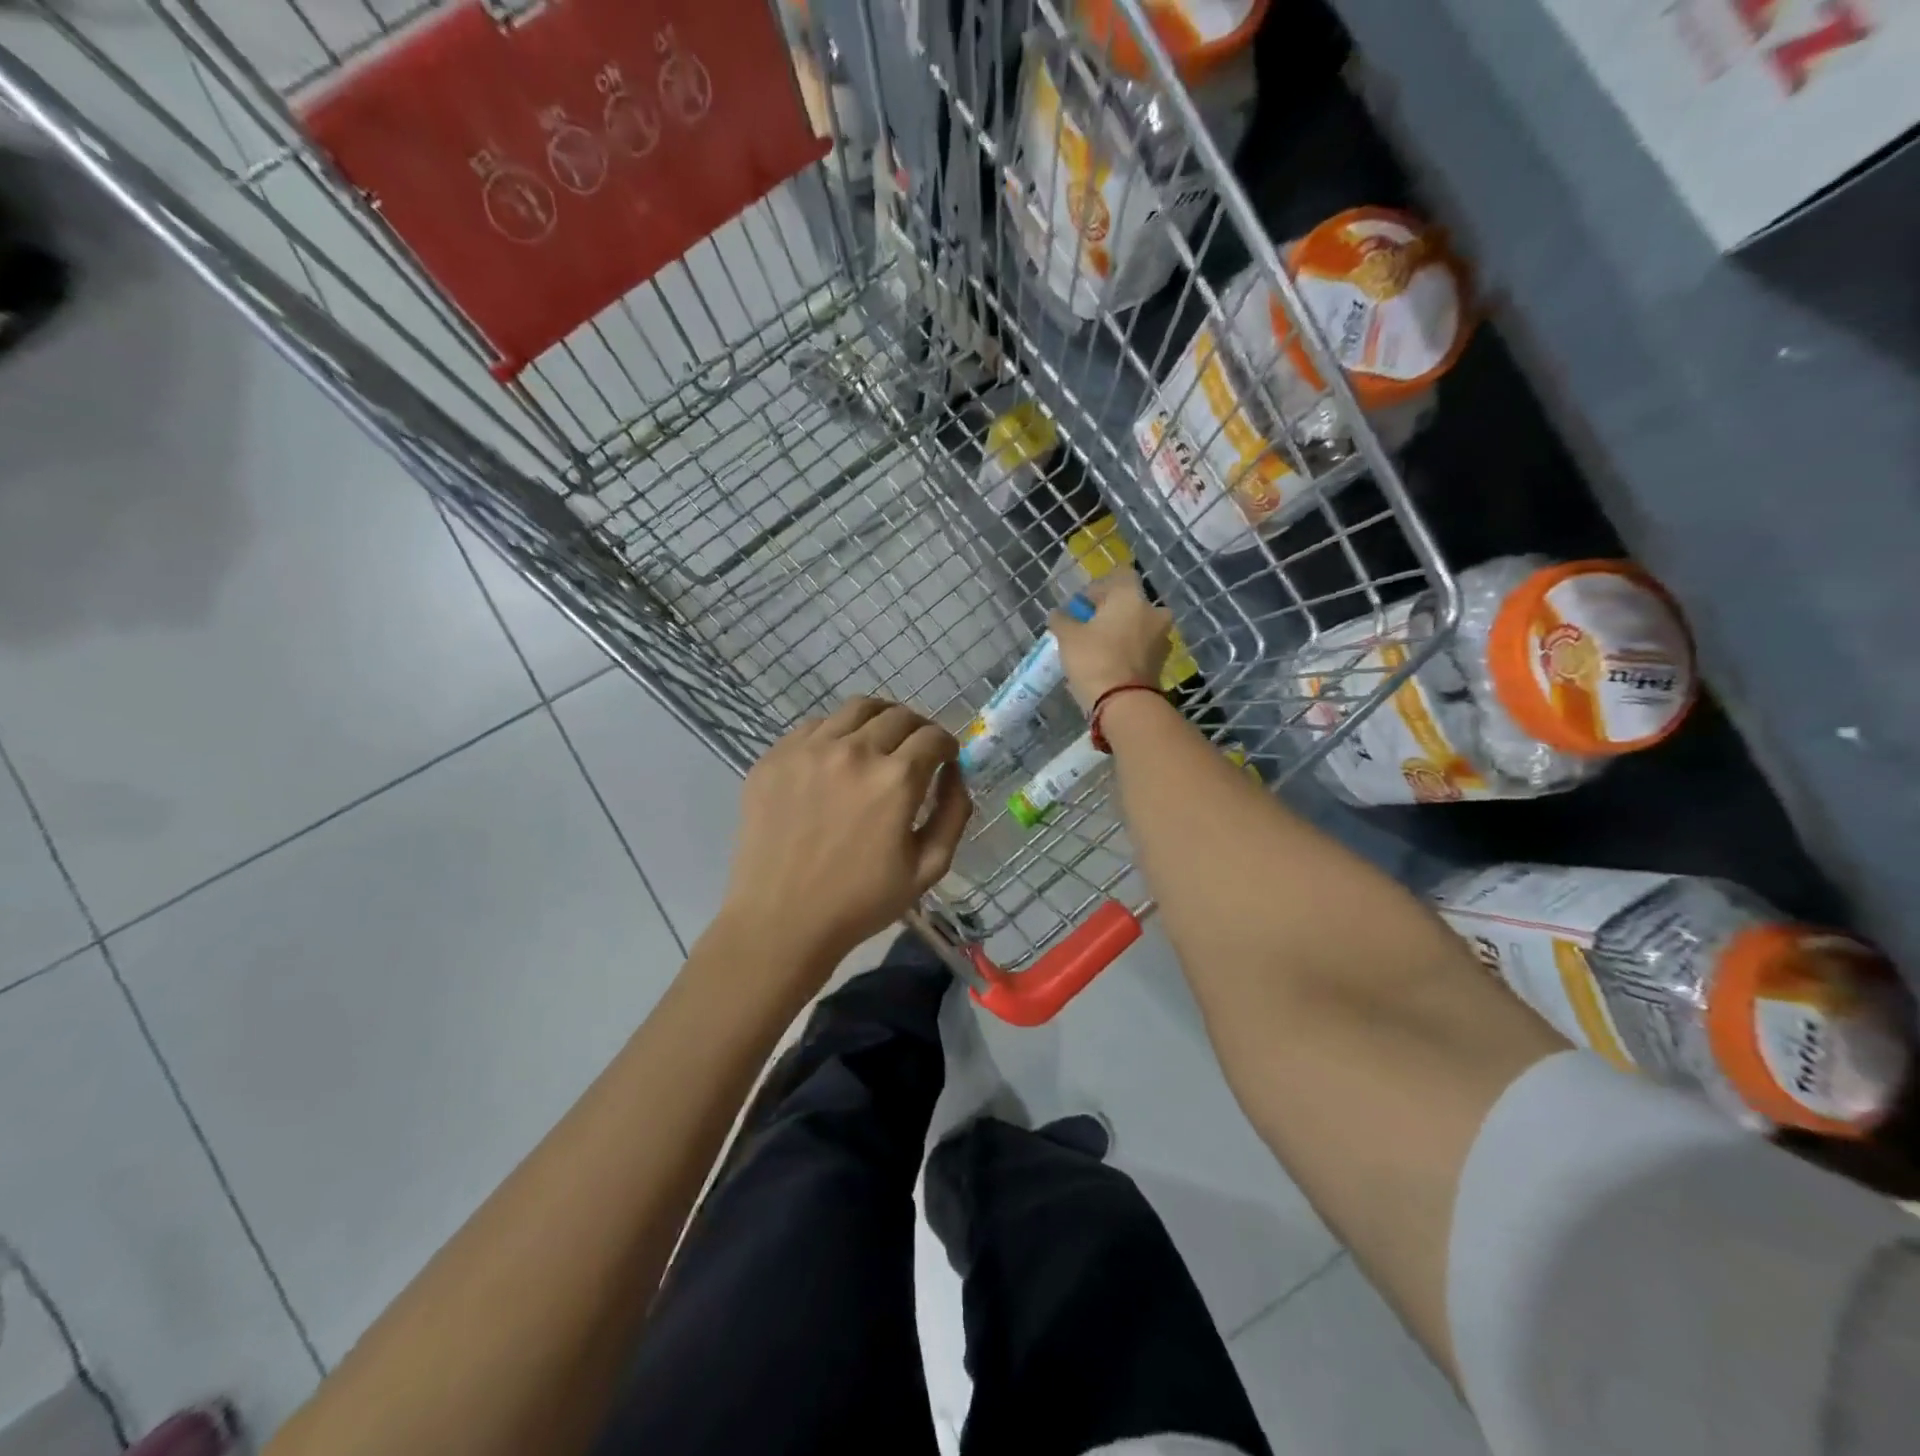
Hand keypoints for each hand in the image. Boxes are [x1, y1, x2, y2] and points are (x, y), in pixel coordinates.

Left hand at [719, 698, 972, 977]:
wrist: (781, 921)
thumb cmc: (861, 902)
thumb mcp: (928, 868)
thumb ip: (954, 813)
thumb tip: (955, 772)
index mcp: (895, 780)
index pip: (933, 736)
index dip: (946, 745)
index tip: (944, 758)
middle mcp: (853, 751)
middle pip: (898, 715)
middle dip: (917, 729)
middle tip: (915, 751)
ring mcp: (808, 750)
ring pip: (856, 709)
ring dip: (879, 720)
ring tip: (878, 743)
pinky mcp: (775, 757)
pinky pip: (815, 726)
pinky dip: (837, 733)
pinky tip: (837, 760)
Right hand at [1051, 569, 1174, 711]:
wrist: (1124, 703)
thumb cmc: (1094, 659)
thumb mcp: (1068, 637)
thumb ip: (1062, 620)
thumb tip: (1058, 613)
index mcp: (1132, 597)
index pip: (1120, 576)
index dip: (1100, 587)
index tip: (1083, 605)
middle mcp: (1153, 612)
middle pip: (1131, 603)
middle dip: (1112, 611)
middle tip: (1089, 626)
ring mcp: (1161, 638)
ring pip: (1138, 626)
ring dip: (1121, 632)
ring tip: (1098, 648)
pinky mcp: (1161, 663)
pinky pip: (1142, 648)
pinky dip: (1129, 651)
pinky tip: (1110, 663)